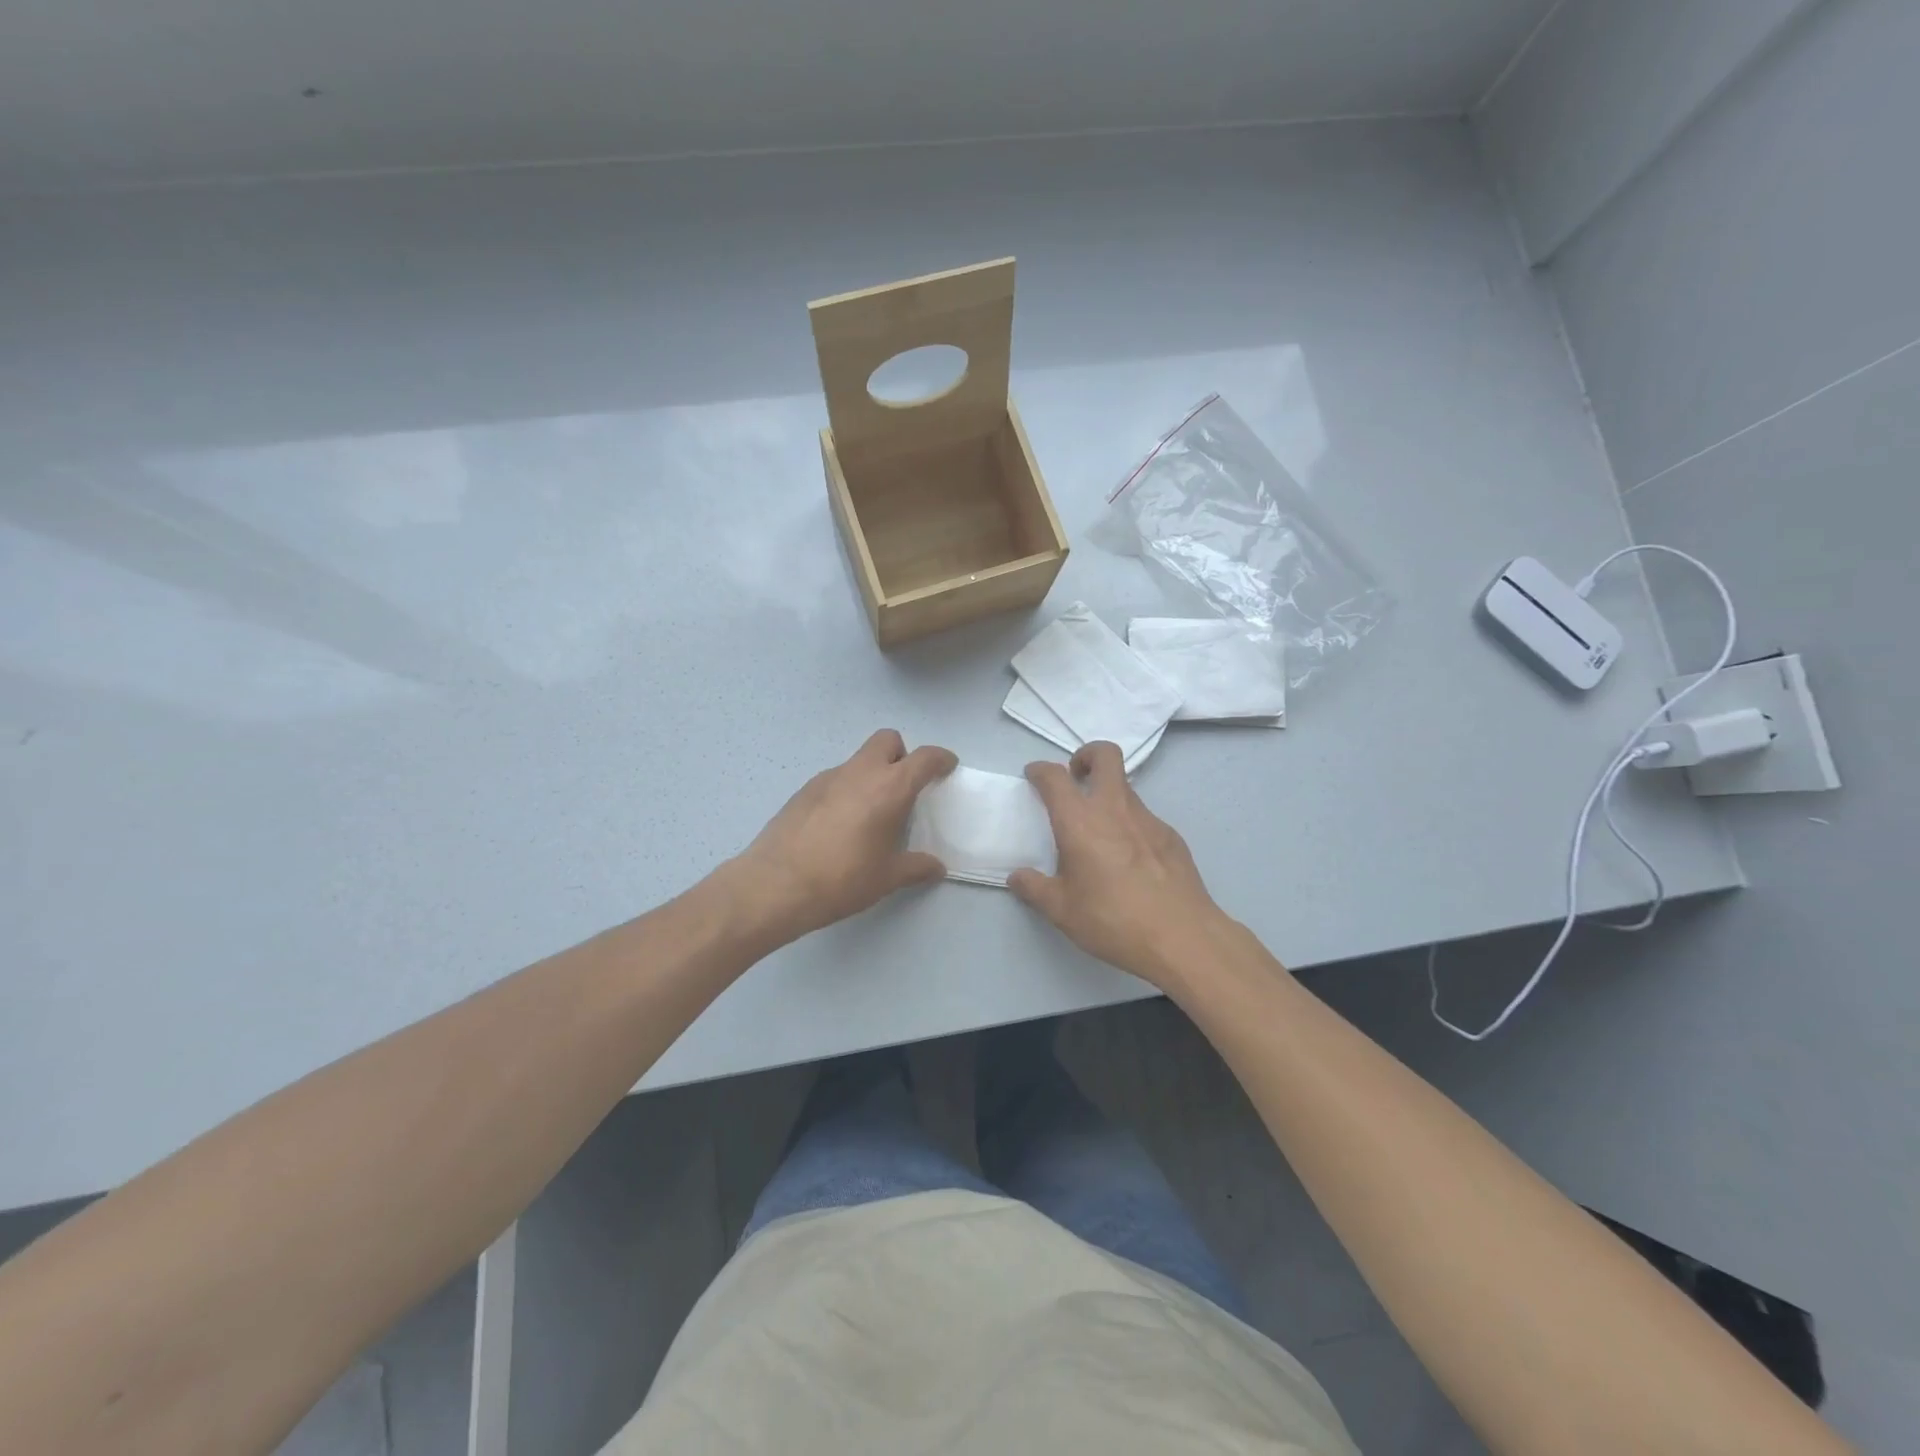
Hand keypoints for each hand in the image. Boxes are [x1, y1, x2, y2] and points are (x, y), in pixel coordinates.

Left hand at [732, 730, 957, 941]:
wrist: (775, 885)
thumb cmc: (842, 879)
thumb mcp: (887, 878)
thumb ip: (916, 867)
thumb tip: (936, 867)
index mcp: (889, 788)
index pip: (924, 758)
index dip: (940, 759)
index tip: (947, 767)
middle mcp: (860, 773)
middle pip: (887, 740)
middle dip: (902, 755)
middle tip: (905, 787)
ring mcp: (827, 778)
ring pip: (858, 760)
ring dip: (872, 774)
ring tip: (870, 813)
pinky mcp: (803, 790)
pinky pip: (835, 779)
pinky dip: (846, 790)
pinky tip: (840, 825)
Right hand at [1009, 742, 1229, 990]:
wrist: (1181, 936)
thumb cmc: (1113, 920)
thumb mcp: (1062, 911)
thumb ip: (1034, 889)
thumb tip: (1017, 877)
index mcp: (1080, 821)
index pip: (1055, 777)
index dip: (1040, 770)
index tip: (1034, 776)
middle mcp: (1114, 808)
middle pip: (1105, 755)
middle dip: (1086, 755)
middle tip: (1076, 778)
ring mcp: (1148, 819)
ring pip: (1126, 787)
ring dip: (1108, 794)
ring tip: (1099, 832)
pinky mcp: (1171, 836)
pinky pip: (1144, 818)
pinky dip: (1130, 825)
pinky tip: (1129, 861)